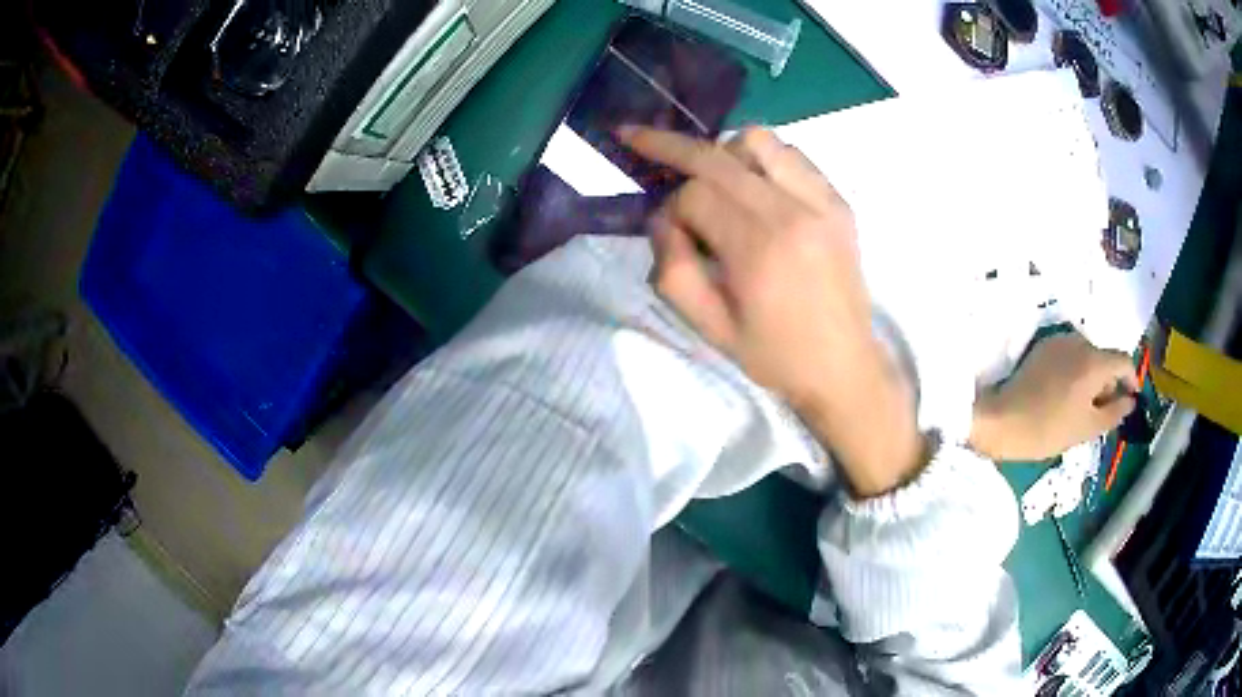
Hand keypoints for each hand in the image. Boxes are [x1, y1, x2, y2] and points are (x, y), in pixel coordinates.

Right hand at [622, 126, 925, 497]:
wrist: (844, 366)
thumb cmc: (775, 356)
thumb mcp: (710, 329)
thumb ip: (673, 270)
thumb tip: (663, 219)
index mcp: (760, 250)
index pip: (695, 196)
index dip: (671, 209)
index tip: (673, 235)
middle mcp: (793, 212)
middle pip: (719, 155)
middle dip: (671, 145)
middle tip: (637, 137)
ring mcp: (822, 202)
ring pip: (759, 140)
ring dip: (725, 152)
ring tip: (716, 180)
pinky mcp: (839, 202)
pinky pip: (794, 155)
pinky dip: (764, 160)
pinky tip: (756, 186)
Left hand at [969, 332, 1138, 461]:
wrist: (1002, 420)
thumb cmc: (1049, 428)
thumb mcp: (1088, 427)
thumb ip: (1115, 411)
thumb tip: (1130, 400)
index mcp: (1094, 360)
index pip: (1123, 360)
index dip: (1131, 378)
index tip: (1131, 398)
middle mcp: (1079, 341)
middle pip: (1105, 358)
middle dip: (1109, 383)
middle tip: (1104, 411)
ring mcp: (1059, 340)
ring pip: (1087, 357)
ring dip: (1092, 378)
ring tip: (1083, 408)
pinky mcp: (1042, 346)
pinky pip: (1070, 356)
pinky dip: (1076, 372)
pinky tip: (1066, 396)